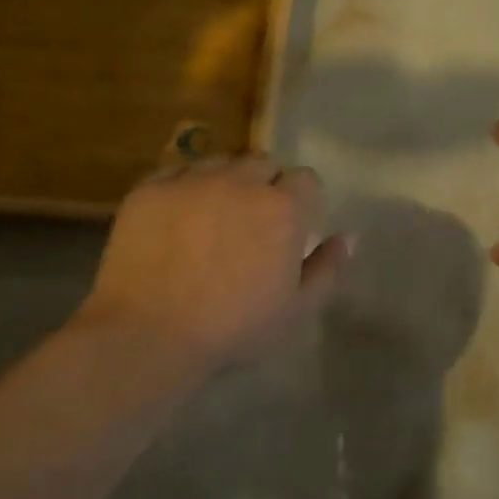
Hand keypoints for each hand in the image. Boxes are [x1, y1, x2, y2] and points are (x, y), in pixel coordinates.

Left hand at [76, 155, 351, 370]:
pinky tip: (177, 218)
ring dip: (225, 182)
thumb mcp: (295, 310)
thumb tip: (349, 236)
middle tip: (251, 223)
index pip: (306, 179)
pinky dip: (184, 187)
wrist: (149, 334)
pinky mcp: (150, 188)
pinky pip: (176, 172)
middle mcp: (240, 181)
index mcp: (282, 208)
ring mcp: (192, 180)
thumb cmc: (232, 328)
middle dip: (265, 186)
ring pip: (219, 163)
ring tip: (212, 217)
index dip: (302, 201)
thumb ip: (327, 268)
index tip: (291, 226)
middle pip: (263, 164)